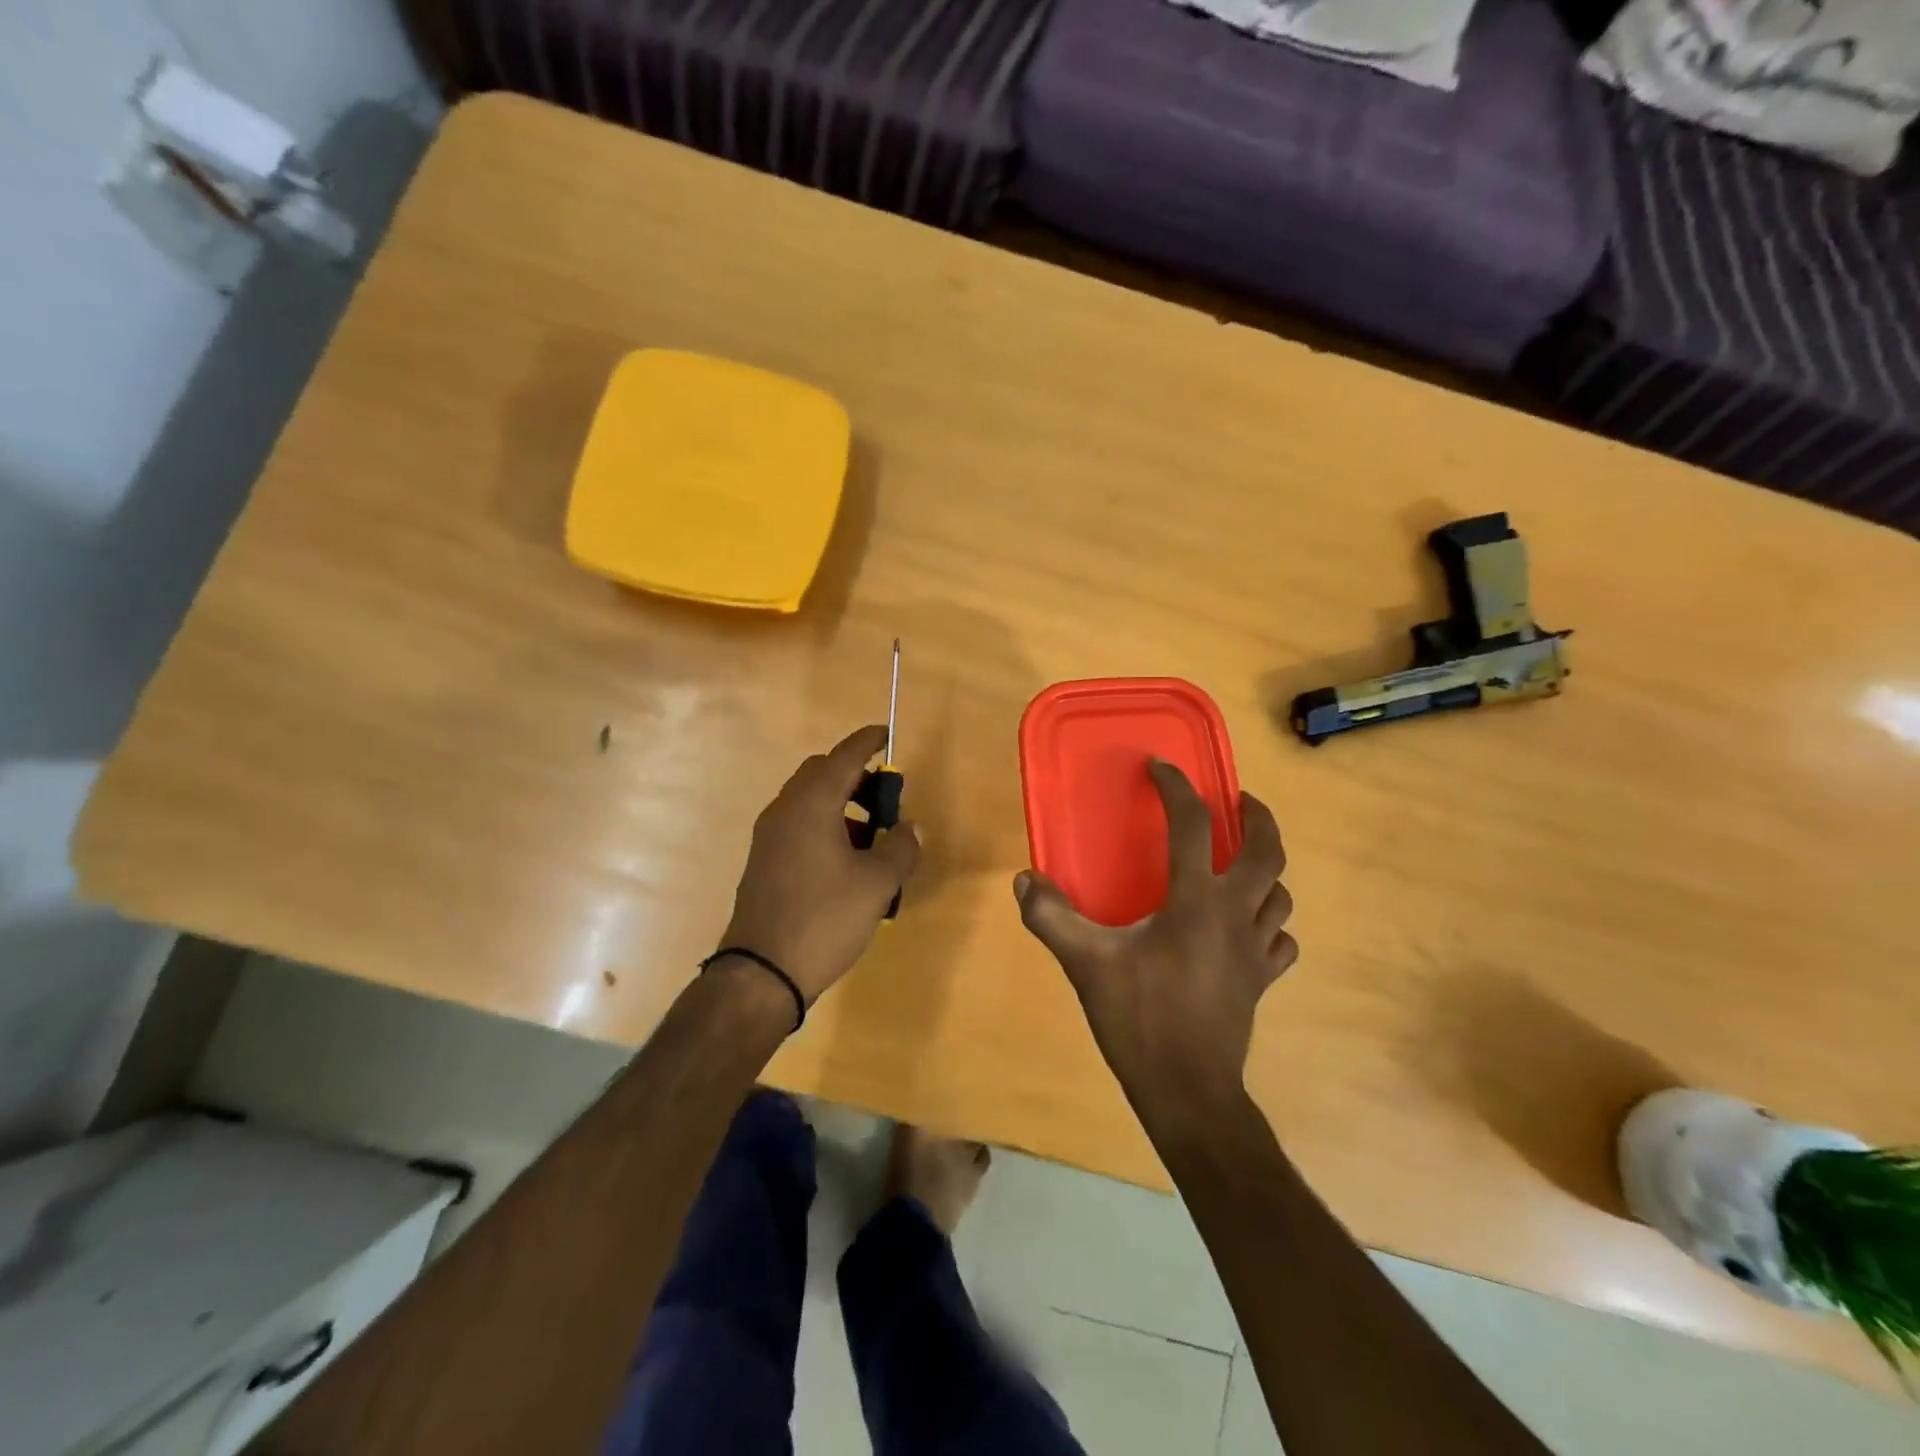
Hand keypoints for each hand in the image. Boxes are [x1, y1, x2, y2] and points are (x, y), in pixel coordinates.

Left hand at [720, 726, 920, 1003]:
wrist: (762, 972)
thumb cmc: (824, 918)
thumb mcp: (876, 884)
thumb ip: (900, 849)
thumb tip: (911, 828)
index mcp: (812, 805)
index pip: (843, 757)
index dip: (866, 742)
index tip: (885, 734)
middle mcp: (785, 811)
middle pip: (821, 773)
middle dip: (856, 776)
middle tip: (886, 797)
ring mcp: (769, 836)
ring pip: (808, 800)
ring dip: (841, 803)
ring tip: (872, 835)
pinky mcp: (764, 860)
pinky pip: (798, 824)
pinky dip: (825, 824)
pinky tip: (846, 860)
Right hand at [1013, 761, 1294, 1113]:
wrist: (1188, 1090)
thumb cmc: (1140, 1017)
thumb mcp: (1085, 963)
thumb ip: (1051, 918)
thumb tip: (1024, 880)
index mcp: (1197, 900)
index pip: (1194, 825)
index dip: (1178, 789)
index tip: (1162, 768)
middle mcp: (1236, 914)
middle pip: (1267, 852)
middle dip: (1257, 818)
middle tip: (1237, 802)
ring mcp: (1256, 950)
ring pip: (1281, 895)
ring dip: (1266, 871)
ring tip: (1241, 863)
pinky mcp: (1262, 981)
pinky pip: (1280, 940)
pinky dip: (1270, 922)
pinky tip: (1248, 927)